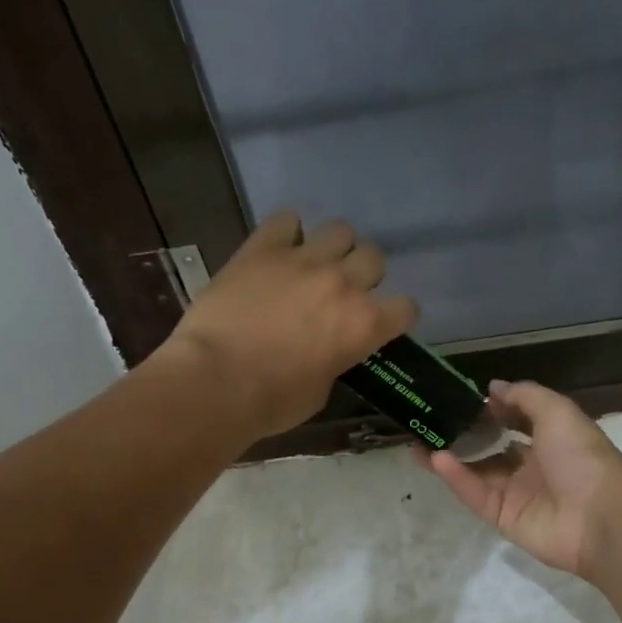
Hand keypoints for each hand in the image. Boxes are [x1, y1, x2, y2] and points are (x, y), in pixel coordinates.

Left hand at [160, 211, 417, 439]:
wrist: (215, 382)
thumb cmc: (272, 402)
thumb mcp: (321, 391)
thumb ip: (335, 360)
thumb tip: (328, 350)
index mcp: (364, 325)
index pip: (406, 307)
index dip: (396, 316)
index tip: (382, 323)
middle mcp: (343, 284)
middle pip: (374, 258)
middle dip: (363, 274)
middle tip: (341, 292)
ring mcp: (303, 260)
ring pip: (340, 230)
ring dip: (332, 248)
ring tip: (313, 265)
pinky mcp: (263, 249)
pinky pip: (286, 220)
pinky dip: (287, 232)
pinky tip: (278, 250)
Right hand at [421, 380, 621, 580]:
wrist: (601, 517)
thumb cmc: (582, 456)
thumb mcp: (557, 411)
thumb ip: (523, 396)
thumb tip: (492, 387)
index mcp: (551, 439)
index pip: (516, 420)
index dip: (492, 409)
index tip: (462, 398)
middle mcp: (533, 465)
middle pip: (491, 448)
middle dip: (464, 435)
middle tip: (430, 421)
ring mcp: (517, 493)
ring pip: (477, 472)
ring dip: (450, 457)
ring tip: (418, 440)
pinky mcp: (503, 518)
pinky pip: (475, 495)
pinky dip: (456, 477)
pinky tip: (434, 458)